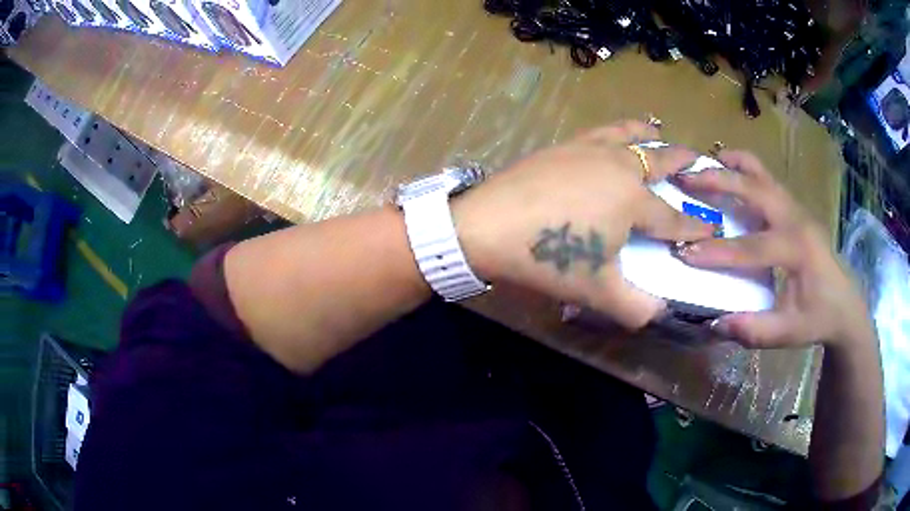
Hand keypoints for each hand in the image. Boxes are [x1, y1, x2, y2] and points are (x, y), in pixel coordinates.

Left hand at [453, 120, 714, 328]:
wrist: (487, 225)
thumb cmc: (548, 256)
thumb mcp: (597, 291)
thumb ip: (635, 308)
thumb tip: (659, 314)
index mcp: (633, 200)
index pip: (673, 218)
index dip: (694, 228)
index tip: (711, 228)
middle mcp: (618, 167)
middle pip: (659, 161)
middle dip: (682, 162)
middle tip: (699, 159)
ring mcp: (589, 150)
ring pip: (628, 135)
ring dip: (648, 135)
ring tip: (658, 130)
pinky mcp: (563, 145)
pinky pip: (599, 132)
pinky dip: (616, 130)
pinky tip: (611, 136)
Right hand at [673, 150, 872, 348]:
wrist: (845, 304)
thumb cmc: (819, 318)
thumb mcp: (789, 333)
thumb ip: (754, 330)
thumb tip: (715, 322)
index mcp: (798, 250)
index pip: (753, 247)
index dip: (718, 252)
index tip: (684, 253)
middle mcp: (797, 219)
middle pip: (755, 187)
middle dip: (719, 180)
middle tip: (684, 178)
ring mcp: (796, 208)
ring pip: (761, 172)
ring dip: (731, 165)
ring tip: (701, 162)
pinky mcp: (794, 208)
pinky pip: (766, 178)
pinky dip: (744, 169)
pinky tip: (728, 170)